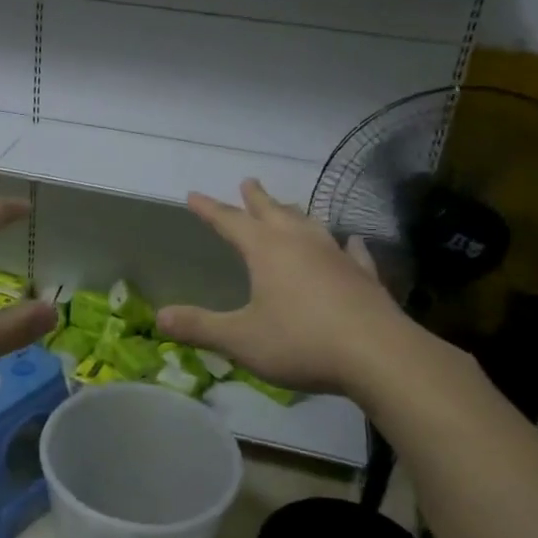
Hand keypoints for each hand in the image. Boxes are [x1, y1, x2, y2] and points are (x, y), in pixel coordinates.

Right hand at [158, 179, 430, 396]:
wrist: (377, 355)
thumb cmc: (301, 342)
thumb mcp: (240, 339)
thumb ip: (199, 327)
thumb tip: (160, 317)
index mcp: (267, 251)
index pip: (230, 222)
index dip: (210, 210)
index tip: (194, 196)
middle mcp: (301, 243)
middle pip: (273, 212)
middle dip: (257, 198)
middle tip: (249, 182)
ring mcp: (336, 256)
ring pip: (311, 225)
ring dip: (295, 213)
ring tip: (289, 206)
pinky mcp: (364, 276)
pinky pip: (352, 252)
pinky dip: (345, 244)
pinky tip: (351, 241)